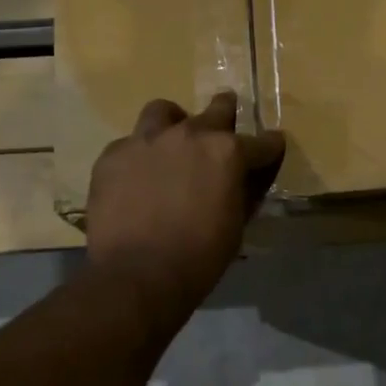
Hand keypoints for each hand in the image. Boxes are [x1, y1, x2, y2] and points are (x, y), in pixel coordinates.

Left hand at [86, 92, 286, 311]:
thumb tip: (245, 179)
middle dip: (227, 115)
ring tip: (173, 142)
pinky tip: (138, 177)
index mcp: (228, 152)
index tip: (272, 150)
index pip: (263, 142)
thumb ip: (242, 193)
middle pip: (217, 109)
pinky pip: (131, 143)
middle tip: (225, 130)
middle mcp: (189, 134)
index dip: (270, 148)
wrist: (136, 275)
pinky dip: (140, 155)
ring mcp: (147, 140)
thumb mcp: (235, 226)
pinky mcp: (113, 155)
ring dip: (175, 123)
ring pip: (164, 112)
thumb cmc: (198, 258)